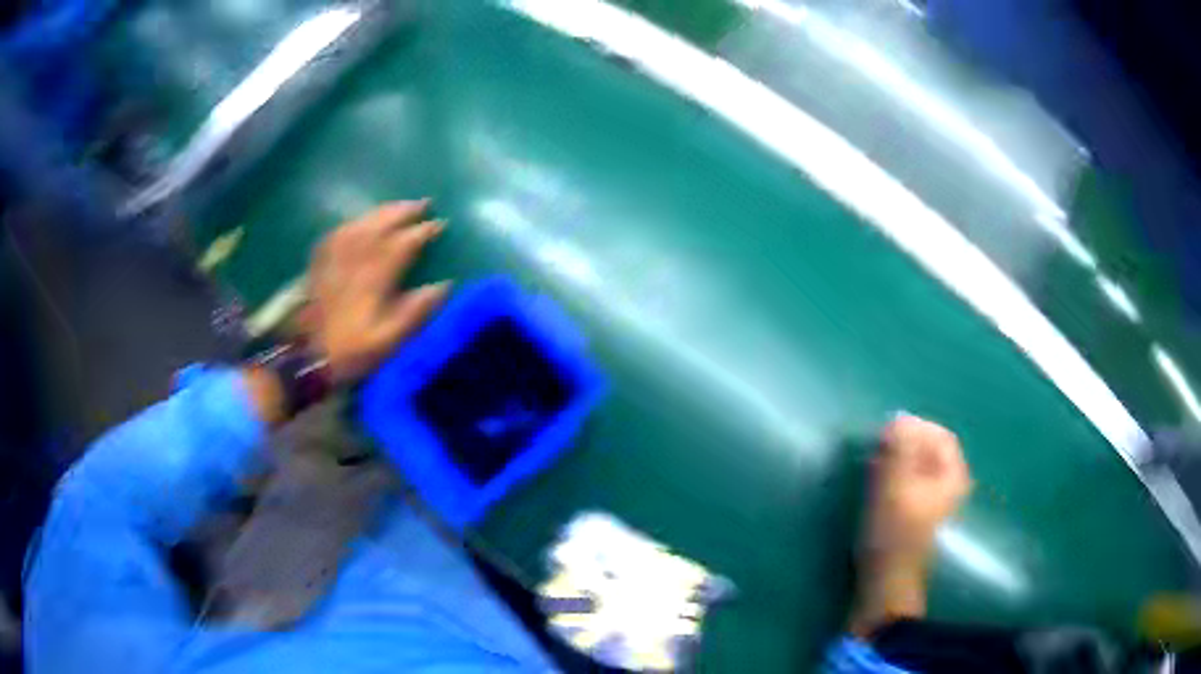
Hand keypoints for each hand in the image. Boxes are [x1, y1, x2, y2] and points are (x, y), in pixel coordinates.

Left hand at [303, 200, 449, 382]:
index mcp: (376, 275)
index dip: (423, 231)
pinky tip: (360, 223)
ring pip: (361, 222)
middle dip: (404, 211)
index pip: (404, 242)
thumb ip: (417, 310)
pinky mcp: (320, 262)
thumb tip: (444, 285)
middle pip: (381, 223)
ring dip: (382, 211)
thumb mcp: (390, 339)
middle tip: (423, 204)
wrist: (308, 357)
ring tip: (398, 207)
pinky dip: (354, 222)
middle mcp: (356, 257)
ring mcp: (335, 256)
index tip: (440, 224)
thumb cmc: (353, 350)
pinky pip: (339, 232)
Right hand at [864, 414, 971, 562]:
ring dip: (896, 460)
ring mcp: (935, 501)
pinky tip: (877, 484)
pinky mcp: (919, 515)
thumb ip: (899, 449)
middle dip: (903, 444)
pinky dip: (895, 476)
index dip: (914, 427)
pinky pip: (910, 482)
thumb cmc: (893, 533)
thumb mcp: (894, 486)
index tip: (886, 432)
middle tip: (876, 449)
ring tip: (873, 466)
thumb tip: (900, 418)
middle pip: (929, 450)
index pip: (939, 435)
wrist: (886, 582)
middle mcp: (950, 485)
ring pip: (918, 467)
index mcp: (952, 476)